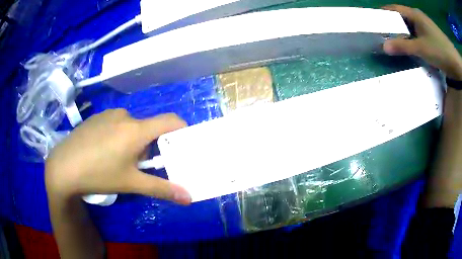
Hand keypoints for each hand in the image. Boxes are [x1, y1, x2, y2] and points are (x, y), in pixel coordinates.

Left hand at [45, 109, 190, 204]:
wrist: (63, 166)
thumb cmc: (99, 174)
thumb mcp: (131, 184)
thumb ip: (161, 189)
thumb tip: (188, 198)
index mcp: (136, 130)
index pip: (170, 121)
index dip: (181, 130)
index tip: (180, 144)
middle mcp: (125, 116)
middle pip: (148, 128)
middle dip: (149, 146)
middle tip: (137, 165)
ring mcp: (108, 114)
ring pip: (131, 126)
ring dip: (132, 141)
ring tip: (116, 159)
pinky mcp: (97, 117)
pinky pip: (116, 123)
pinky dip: (117, 135)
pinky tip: (102, 151)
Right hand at [383, 5, 461, 79]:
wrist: (454, 62)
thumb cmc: (439, 50)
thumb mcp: (421, 48)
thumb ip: (403, 46)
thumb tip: (384, 47)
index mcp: (414, 14)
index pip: (394, 9)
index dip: (383, 12)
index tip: (374, 20)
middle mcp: (418, 18)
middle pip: (401, 18)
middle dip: (392, 24)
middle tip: (382, 33)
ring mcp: (425, 28)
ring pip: (409, 28)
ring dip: (402, 34)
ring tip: (393, 42)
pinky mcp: (430, 37)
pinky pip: (416, 35)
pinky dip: (411, 40)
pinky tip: (408, 48)